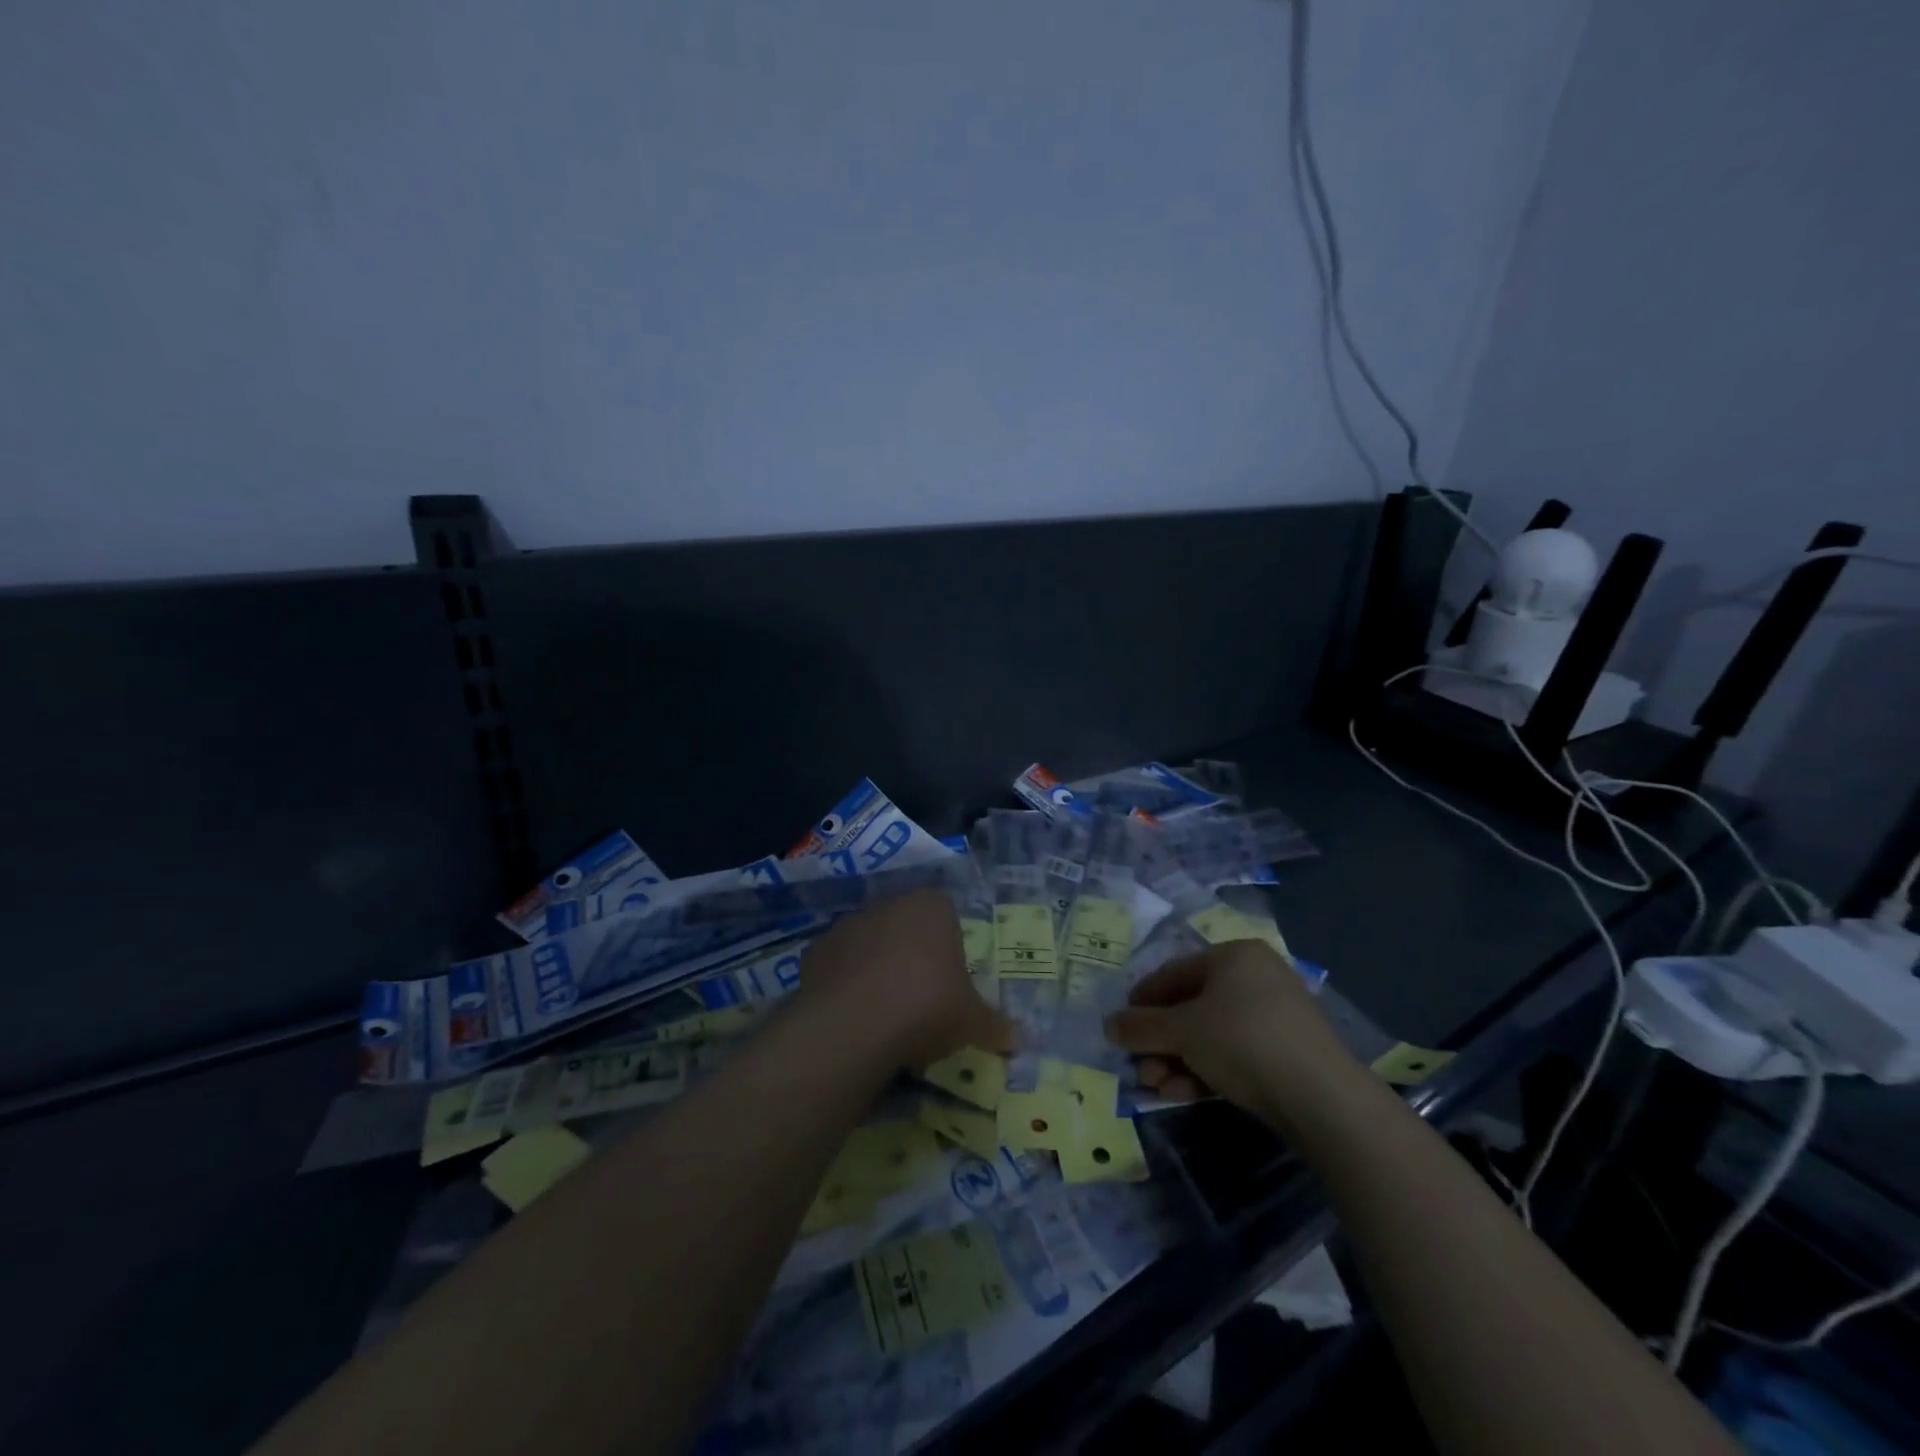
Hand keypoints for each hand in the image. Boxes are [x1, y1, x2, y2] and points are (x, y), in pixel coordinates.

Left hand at [797, 890, 1016, 1071]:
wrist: (857, 1023)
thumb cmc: (928, 1006)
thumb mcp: (972, 1022)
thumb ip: (995, 1026)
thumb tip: (1020, 1039)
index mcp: (932, 907)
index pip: (945, 915)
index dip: (948, 948)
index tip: (949, 982)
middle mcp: (889, 905)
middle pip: (905, 926)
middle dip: (911, 955)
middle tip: (919, 998)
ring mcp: (848, 925)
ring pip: (869, 943)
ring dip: (875, 967)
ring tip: (883, 1012)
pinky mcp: (816, 950)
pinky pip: (838, 965)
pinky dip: (844, 984)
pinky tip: (853, 1016)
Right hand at [1105, 941, 1356, 1117]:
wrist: (1321, 1097)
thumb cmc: (1242, 1040)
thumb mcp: (1182, 1031)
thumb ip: (1142, 1027)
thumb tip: (1109, 1025)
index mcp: (1234, 955)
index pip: (1174, 973)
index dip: (1142, 1000)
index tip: (1120, 1026)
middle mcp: (1255, 977)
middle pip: (1191, 1007)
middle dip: (1160, 1041)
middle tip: (1139, 1067)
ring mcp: (1274, 1015)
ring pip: (1210, 1034)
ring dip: (1178, 1061)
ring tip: (1157, 1087)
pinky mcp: (1286, 1052)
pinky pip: (1234, 1053)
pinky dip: (1206, 1071)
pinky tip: (1185, 1094)